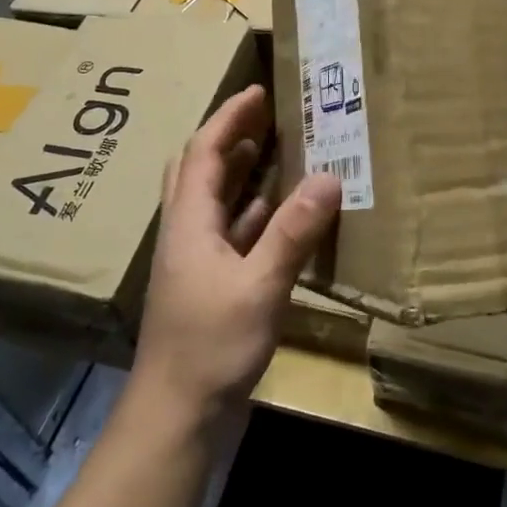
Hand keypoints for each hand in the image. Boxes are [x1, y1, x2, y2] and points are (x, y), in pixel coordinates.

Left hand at [134, 85, 341, 430]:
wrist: (177, 416)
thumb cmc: (211, 346)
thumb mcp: (259, 286)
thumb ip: (293, 232)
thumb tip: (328, 177)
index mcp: (189, 222)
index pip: (203, 152)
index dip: (229, 117)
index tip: (259, 90)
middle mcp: (188, 233)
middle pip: (201, 170)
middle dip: (231, 137)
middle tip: (269, 117)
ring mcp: (198, 262)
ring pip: (217, 202)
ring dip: (243, 173)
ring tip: (281, 152)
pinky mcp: (211, 286)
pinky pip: (234, 234)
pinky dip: (256, 214)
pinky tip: (283, 214)